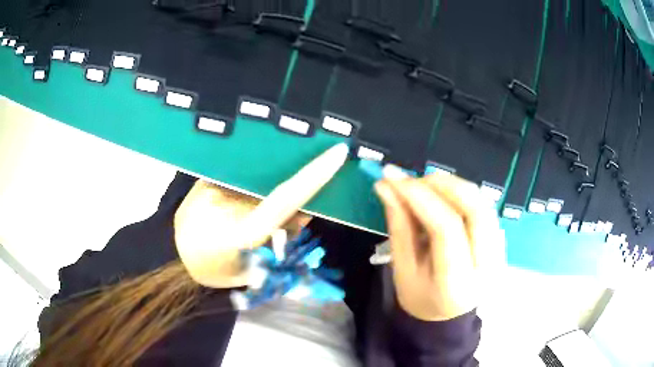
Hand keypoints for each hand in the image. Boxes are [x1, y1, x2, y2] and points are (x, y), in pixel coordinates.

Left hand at [174, 143, 347, 288]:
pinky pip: (238, 179)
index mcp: (242, 229)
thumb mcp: (251, 269)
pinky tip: (234, 210)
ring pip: (256, 183)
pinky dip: (247, 190)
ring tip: (246, 221)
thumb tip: (303, 212)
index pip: (286, 197)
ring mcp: (212, 186)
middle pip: (274, 187)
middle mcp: (228, 200)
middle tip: (280, 224)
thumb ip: (279, 241)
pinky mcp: (203, 180)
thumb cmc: (213, 272)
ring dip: (264, 196)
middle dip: (288, 199)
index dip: (314, 175)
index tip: (337, 153)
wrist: (171, 260)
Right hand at [374, 166, 504, 320]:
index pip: (446, 229)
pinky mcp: (501, 243)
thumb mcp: (403, 268)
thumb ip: (398, 225)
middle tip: (415, 178)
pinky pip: (486, 207)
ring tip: (427, 184)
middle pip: (476, 209)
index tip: (394, 178)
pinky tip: (445, 195)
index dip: (420, 197)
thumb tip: (386, 186)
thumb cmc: (420, 297)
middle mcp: (487, 266)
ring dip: (455, 186)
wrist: (447, 315)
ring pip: (484, 203)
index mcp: (457, 283)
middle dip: (444, 184)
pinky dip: (464, 194)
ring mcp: (500, 253)